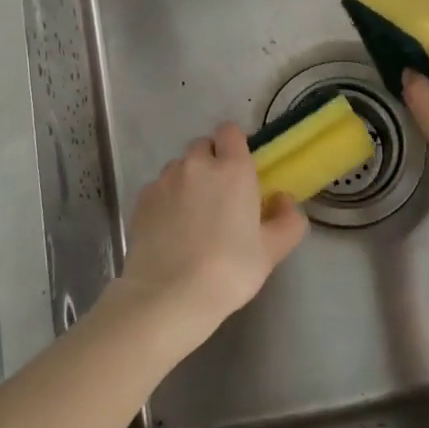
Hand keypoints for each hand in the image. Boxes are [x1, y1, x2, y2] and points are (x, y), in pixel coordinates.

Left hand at [117, 123, 308, 345]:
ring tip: (192, 216)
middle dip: (211, 162)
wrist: (169, 296)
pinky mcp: (141, 199)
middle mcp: (196, 164)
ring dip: (188, 180)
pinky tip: (171, 230)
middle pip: (203, 146)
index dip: (235, 145)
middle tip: (220, 197)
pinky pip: (159, 188)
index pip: (230, 131)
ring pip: (179, 167)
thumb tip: (283, 200)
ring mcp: (164, 180)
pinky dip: (166, 200)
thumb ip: (287, 220)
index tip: (241, 170)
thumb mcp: (272, 251)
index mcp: (232, 168)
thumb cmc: (229, 270)